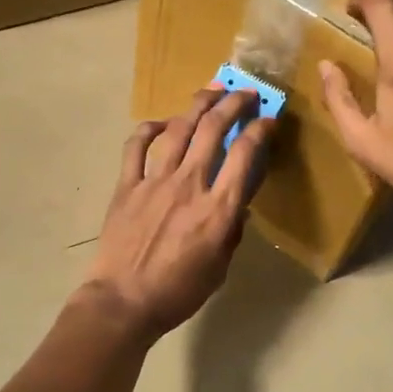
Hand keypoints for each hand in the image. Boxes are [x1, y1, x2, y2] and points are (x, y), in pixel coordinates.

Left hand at [85, 89, 274, 339]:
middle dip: (233, 103)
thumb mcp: (220, 267)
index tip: (268, 119)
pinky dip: (150, 128)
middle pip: (214, 129)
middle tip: (244, 92)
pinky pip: (137, 146)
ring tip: (211, 90)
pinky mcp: (127, 184)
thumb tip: (235, 205)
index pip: (245, 155)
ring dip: (198, 104)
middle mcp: (189, 184)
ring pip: (179, 129)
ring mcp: (155, 180)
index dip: (260, 130)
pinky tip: (162, 123)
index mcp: (218, 208)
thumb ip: (231, 231)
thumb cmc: (178, 292)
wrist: (124, 301)